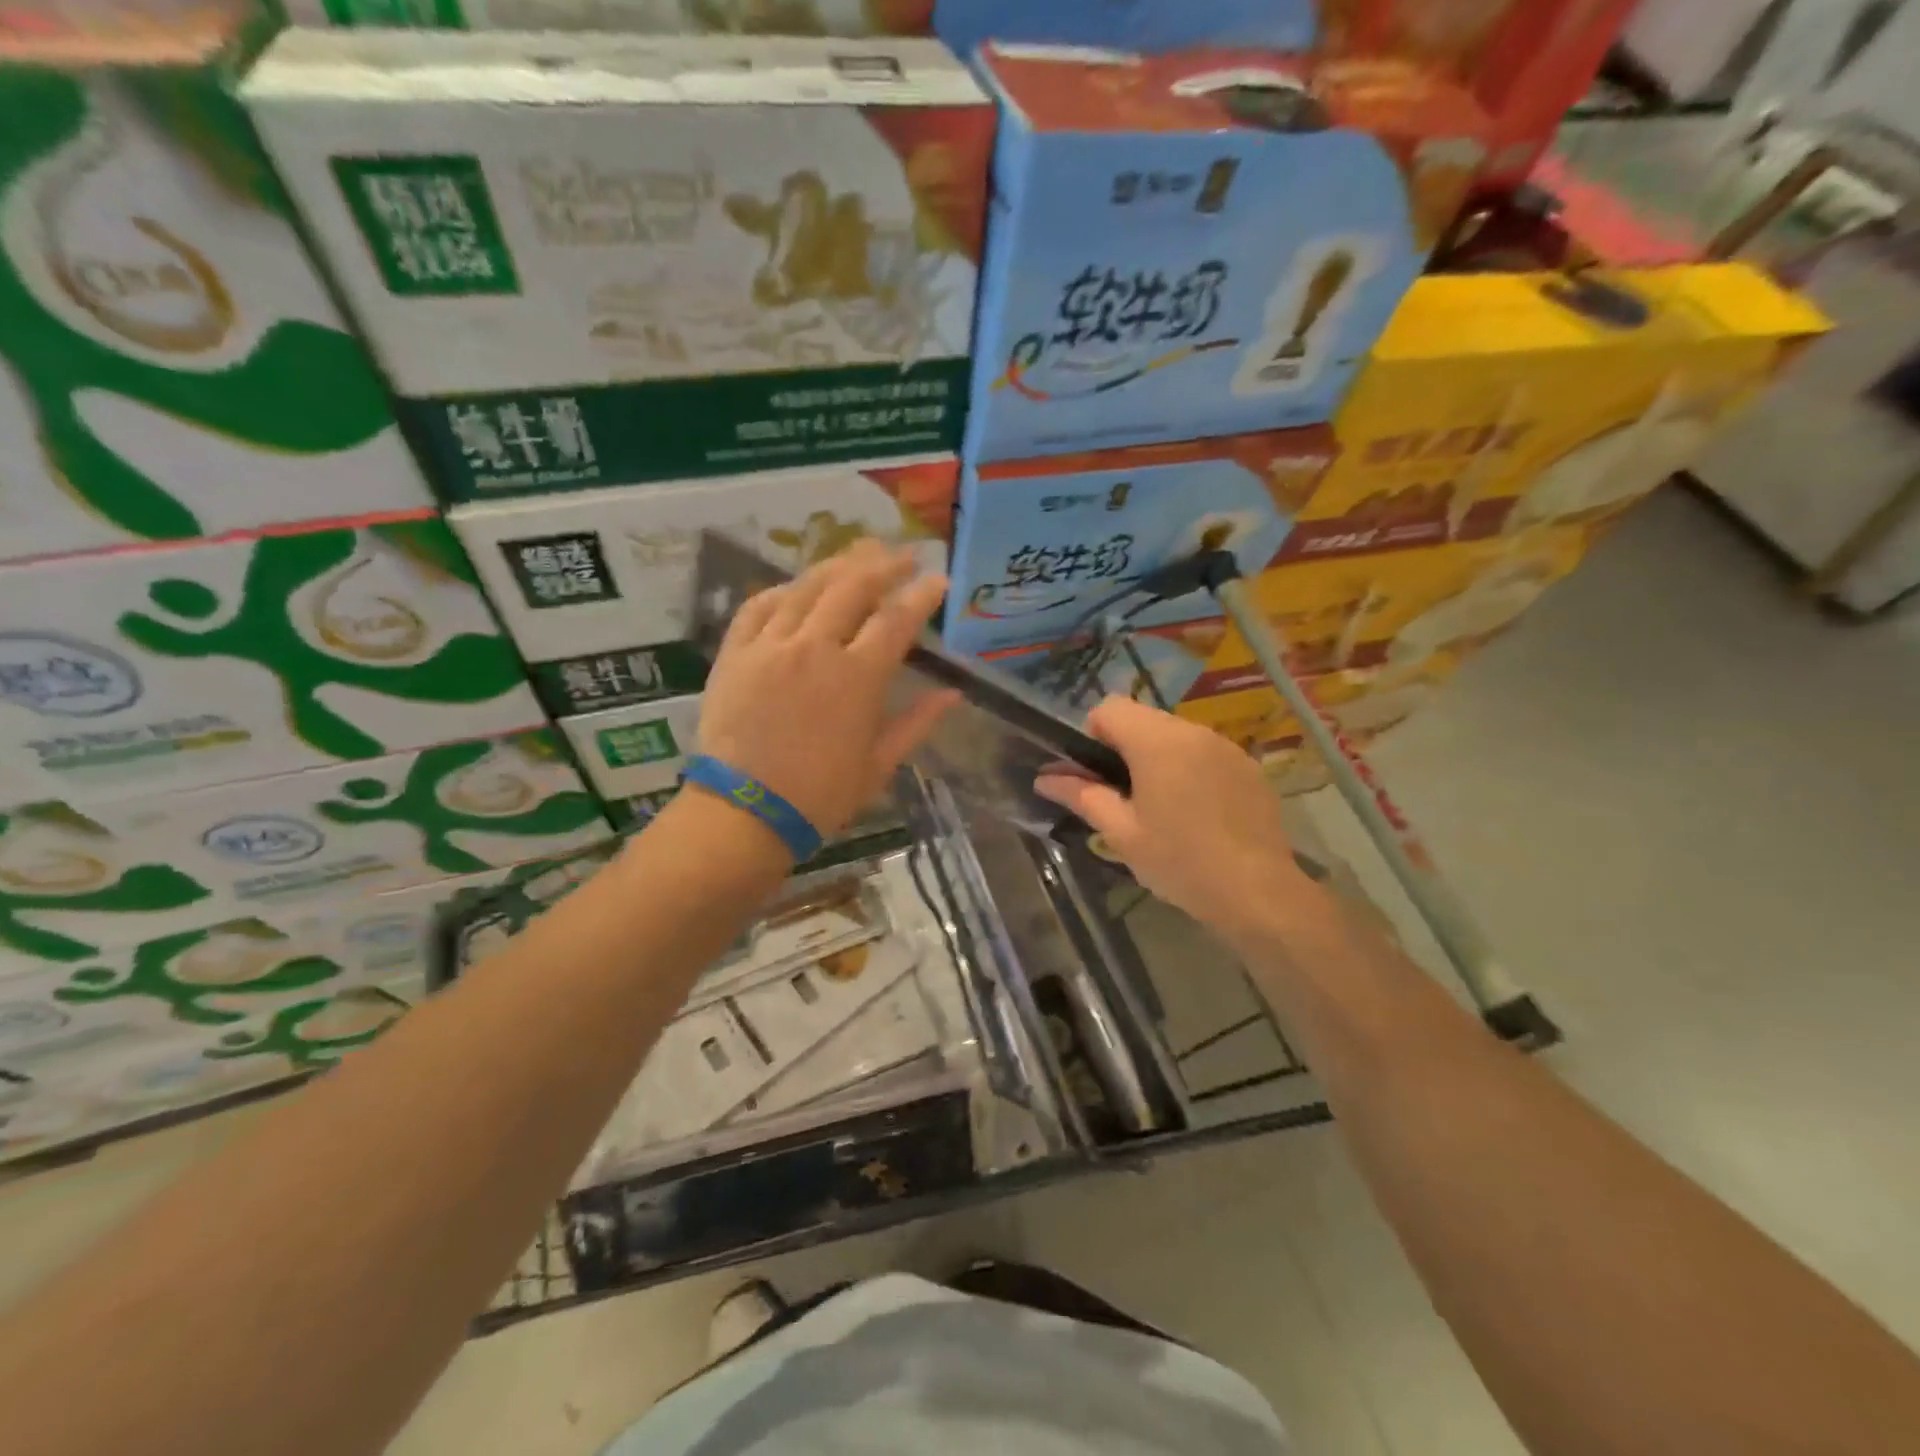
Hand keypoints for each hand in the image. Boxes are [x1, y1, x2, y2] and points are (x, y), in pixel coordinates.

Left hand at [697, 539, 958, 836]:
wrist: (744, 813)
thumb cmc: (820, 797)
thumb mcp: (878, 764)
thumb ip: (917, 723)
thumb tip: (954, 694)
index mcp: (857, 679)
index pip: (896, 620)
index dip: (921, 595)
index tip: (938, 580)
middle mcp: (815, 649)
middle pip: (853, 588)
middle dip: (883, 565)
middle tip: (903, 555)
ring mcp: (770, 646)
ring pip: (807, 587)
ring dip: (837, 566)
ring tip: (859, 554)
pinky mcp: (735, 653)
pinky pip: (759, 605)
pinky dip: (783, 589)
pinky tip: (798, 586)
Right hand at [1035, 696, 1320, 945]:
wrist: (1257, 892)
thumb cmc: (1180, 861)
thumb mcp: (1121, 832)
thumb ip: (1082, 796)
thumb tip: (1044, 778)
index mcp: (1157, 742)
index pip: (1110, 707)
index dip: (1093, 735)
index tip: (1097, 776)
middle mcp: (1193, 731)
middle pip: (1143, 720)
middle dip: (1125, 749)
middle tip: (1125, 799)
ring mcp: (1226, 747)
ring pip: (1175, 736)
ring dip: (1159, 759)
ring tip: (1163, 810)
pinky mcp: (1248, 766)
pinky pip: (1205, 753)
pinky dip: (1190, 770)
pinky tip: (1198, 815)